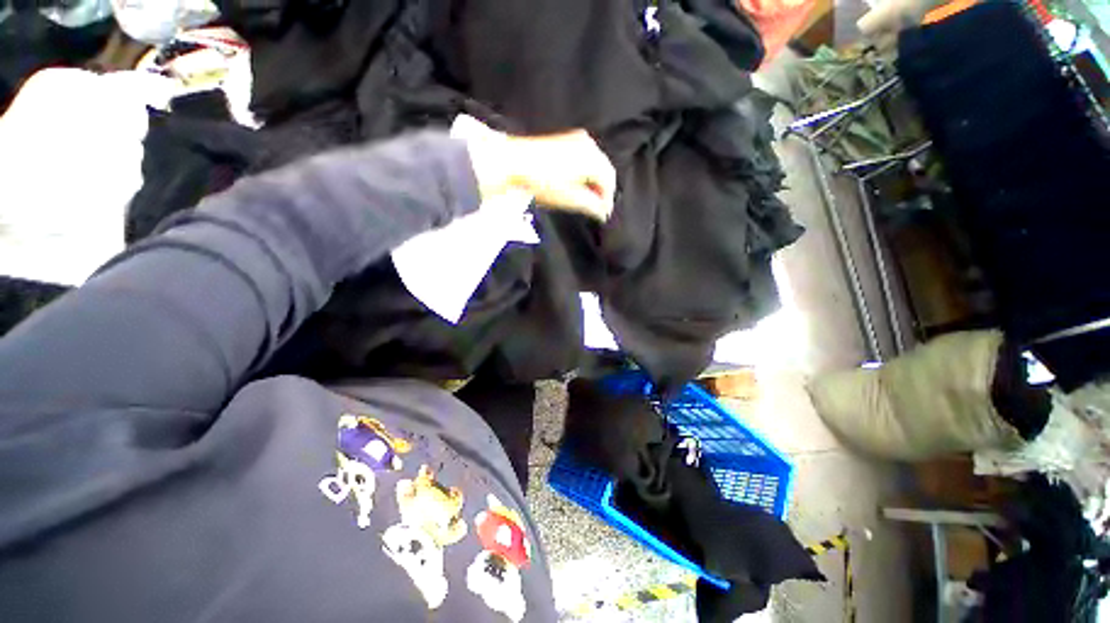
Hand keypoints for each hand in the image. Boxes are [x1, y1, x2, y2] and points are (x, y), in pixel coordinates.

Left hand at [455, 115, 615, 220]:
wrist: (513, 162)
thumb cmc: (541, 181)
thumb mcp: (570, 199)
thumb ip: (591, 206)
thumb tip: (603, 213)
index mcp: (592, 158)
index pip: (609, 181)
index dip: (608, 200)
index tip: (603, 215)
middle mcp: (588, 145)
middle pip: (604, 171)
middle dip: (602, 191)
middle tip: (596, 209)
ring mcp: (576, 139)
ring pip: (595, 164)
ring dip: (594, 182)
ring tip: (586, 199)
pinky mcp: (565, 140)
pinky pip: (584, 158)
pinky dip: (585, 173)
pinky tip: (577, 185)